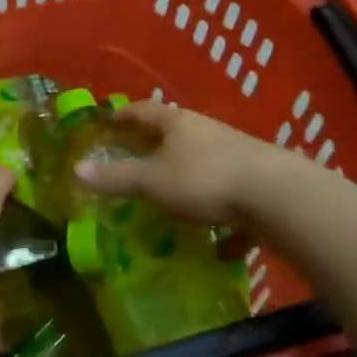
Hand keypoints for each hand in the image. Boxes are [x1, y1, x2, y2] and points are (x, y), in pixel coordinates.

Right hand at [72, 99, 278, 225]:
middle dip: (155, 145)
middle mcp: (207, 132)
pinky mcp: (259, 183)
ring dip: (187, 177)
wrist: (279, 198)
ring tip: (172, 198)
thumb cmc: (205, 180)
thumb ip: (116, 177)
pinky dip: (223, 218)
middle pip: (175, 133)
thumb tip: (76, 170)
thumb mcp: (153, 181)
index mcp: (178, 124)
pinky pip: (232, 198)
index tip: (108, 121)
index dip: (124, 115)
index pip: (144, 110)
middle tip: (134, 157)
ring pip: (204, 163)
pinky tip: (220, 246)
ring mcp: (236, 155)